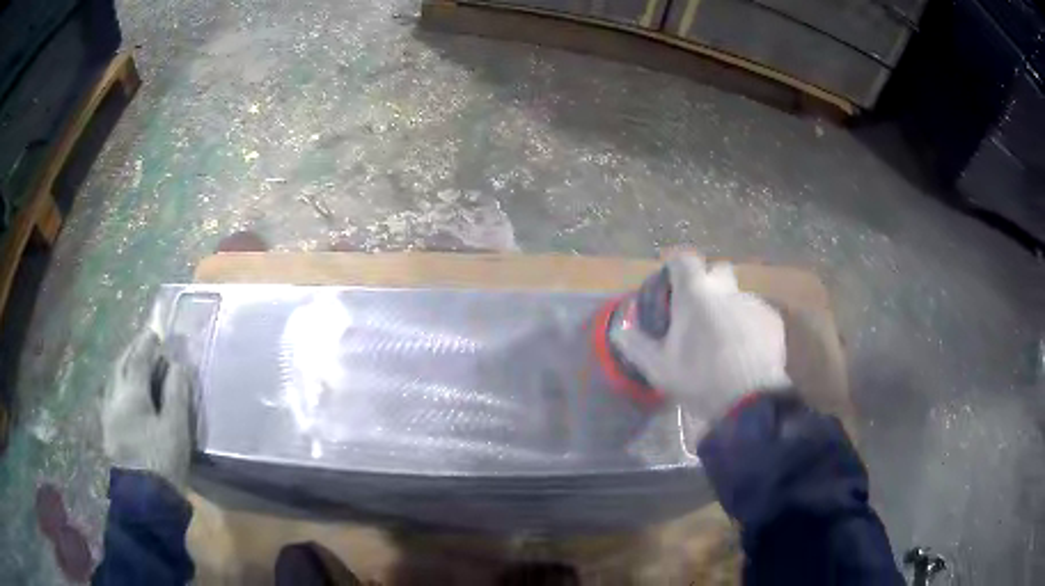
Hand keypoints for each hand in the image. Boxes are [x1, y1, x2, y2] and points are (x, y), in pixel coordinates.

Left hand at [101, 329, 191, 487]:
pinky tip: (122, 391)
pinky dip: (118, 384)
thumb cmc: (162, 461)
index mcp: (131, 394)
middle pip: (120, 364)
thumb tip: (178, 364)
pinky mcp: (107, 430)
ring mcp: (108, 414)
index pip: (137, 358)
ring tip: (133, 362)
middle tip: (144, 342)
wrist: (145, 500)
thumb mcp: (176, 428)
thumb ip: (176, 393)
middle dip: (132, 350)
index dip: (147, 343)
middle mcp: (114, 398)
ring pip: (112, 379)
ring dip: (123, 365)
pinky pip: (110, 395)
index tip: (155, 332)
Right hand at [611, 254, 790, 419]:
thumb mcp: (658, 368)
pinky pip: (755, 313)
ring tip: (724, 341)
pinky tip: (745, 351)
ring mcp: (753, 302)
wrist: (750, 400)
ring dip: (728, 308)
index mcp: (696, 293)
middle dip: (707, 284)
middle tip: (698, 313)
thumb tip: (621, 328)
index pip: (683, 259)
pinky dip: (747, 325)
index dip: (674, 268)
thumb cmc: (700, 379)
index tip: (670, 287)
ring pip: (737, 295)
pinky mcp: (772, 319)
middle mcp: (726, 288)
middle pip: (716, 270)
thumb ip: (636, 344)